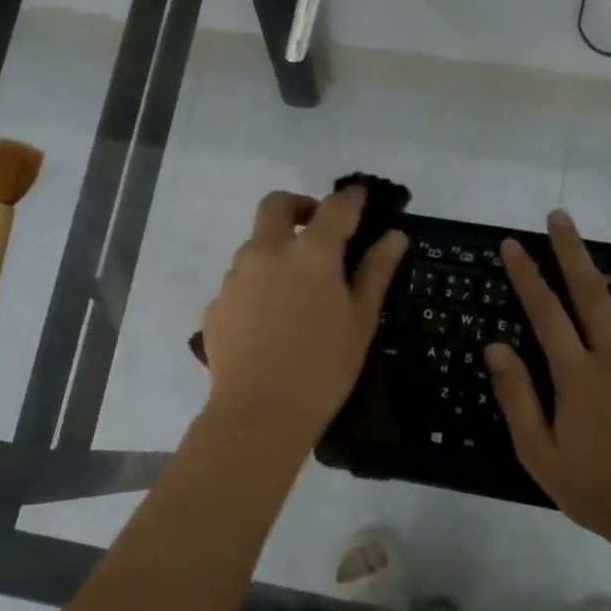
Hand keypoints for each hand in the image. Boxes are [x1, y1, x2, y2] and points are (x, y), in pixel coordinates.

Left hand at [199, 187, 408, 444]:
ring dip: (275, 251)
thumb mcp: (361, 321)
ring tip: (293, 291)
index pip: (335, 207)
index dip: (351, 198)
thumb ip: (376, 272)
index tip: (359, 197)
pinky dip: (256, 288)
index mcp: (311, 253)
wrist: (260, 413)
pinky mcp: (216, 304)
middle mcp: (267, 252)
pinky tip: (268, 322)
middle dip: (298, 206)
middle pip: (276, 205)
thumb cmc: (324, 368)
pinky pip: (238, 283)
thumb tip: (395, 236)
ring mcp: (235, 277)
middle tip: (315, 229)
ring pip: (254, 246)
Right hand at [485, 209, 610, 548]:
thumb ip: (516, 396)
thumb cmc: (595, 489)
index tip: (512, 244)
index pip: (545, 313)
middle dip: (573, 251)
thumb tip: (495, 345)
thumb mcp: (538, 451)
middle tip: (561, 216)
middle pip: (593, 293)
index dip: (527, 276)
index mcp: (576, 375)